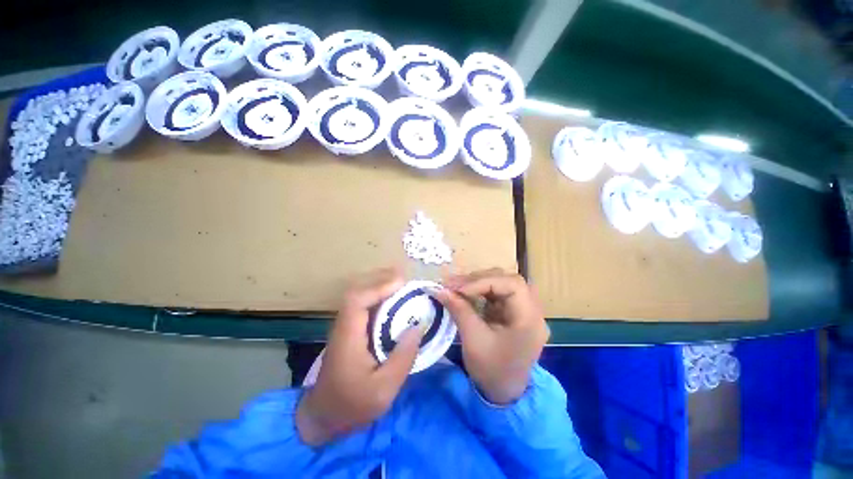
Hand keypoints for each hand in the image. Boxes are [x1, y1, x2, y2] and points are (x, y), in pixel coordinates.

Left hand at [296, 267, 422, 445]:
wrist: (322, 417)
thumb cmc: (352, 406)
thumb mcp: (384, 390)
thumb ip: (403, 357)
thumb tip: (419, 326)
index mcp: (348, 338)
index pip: (357, 301)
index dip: (379, 287)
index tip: (402, 284)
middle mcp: (343, 326)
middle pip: (357, 292)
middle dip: (381, 280)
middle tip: (406, 281)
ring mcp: (345, 327)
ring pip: (360, 296)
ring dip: (380, 286)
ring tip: (403, 286)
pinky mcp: (349, 330)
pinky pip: (364, 305)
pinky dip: (379, 297)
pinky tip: (393, 301)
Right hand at [435, 268, 548, 404]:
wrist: (503, 393)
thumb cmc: (491, 371)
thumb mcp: (473, 340)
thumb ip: (459, 310)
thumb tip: (439, 289)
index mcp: (529, 319)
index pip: (512, 285)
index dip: (484, 281)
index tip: (458, 289)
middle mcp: (532, 311)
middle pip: (507, 280)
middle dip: (478, 279)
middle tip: (453, 284)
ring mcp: (523, 310)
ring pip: (501, 283)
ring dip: (477, 282)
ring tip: (455, 286)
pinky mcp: (512, 311)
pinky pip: (496, 293)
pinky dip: (479, 290)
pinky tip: (464, 293)